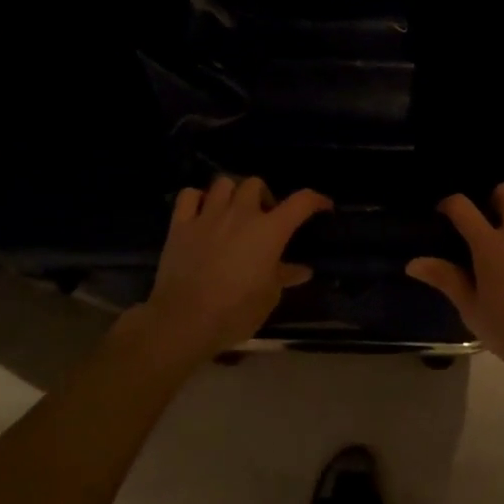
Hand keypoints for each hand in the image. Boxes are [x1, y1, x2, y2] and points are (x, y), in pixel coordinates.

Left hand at [127, 176, 331, 362]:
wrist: (184, 320)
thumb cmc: (235, 311)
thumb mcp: (269, 297)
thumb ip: (285, 276)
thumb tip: (303, 269)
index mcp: (269, 230)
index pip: (301, 201)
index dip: (316, 199)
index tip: (323, 206)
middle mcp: (240, 214)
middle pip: (255, 183)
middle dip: (263, 196)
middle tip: (263, 217)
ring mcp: (208, 215)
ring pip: (223, 183)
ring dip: (232, 193)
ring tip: (233, 211)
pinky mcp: (180, 224)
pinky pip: (189, 195)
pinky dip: (197, 199)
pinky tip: (201, 212)